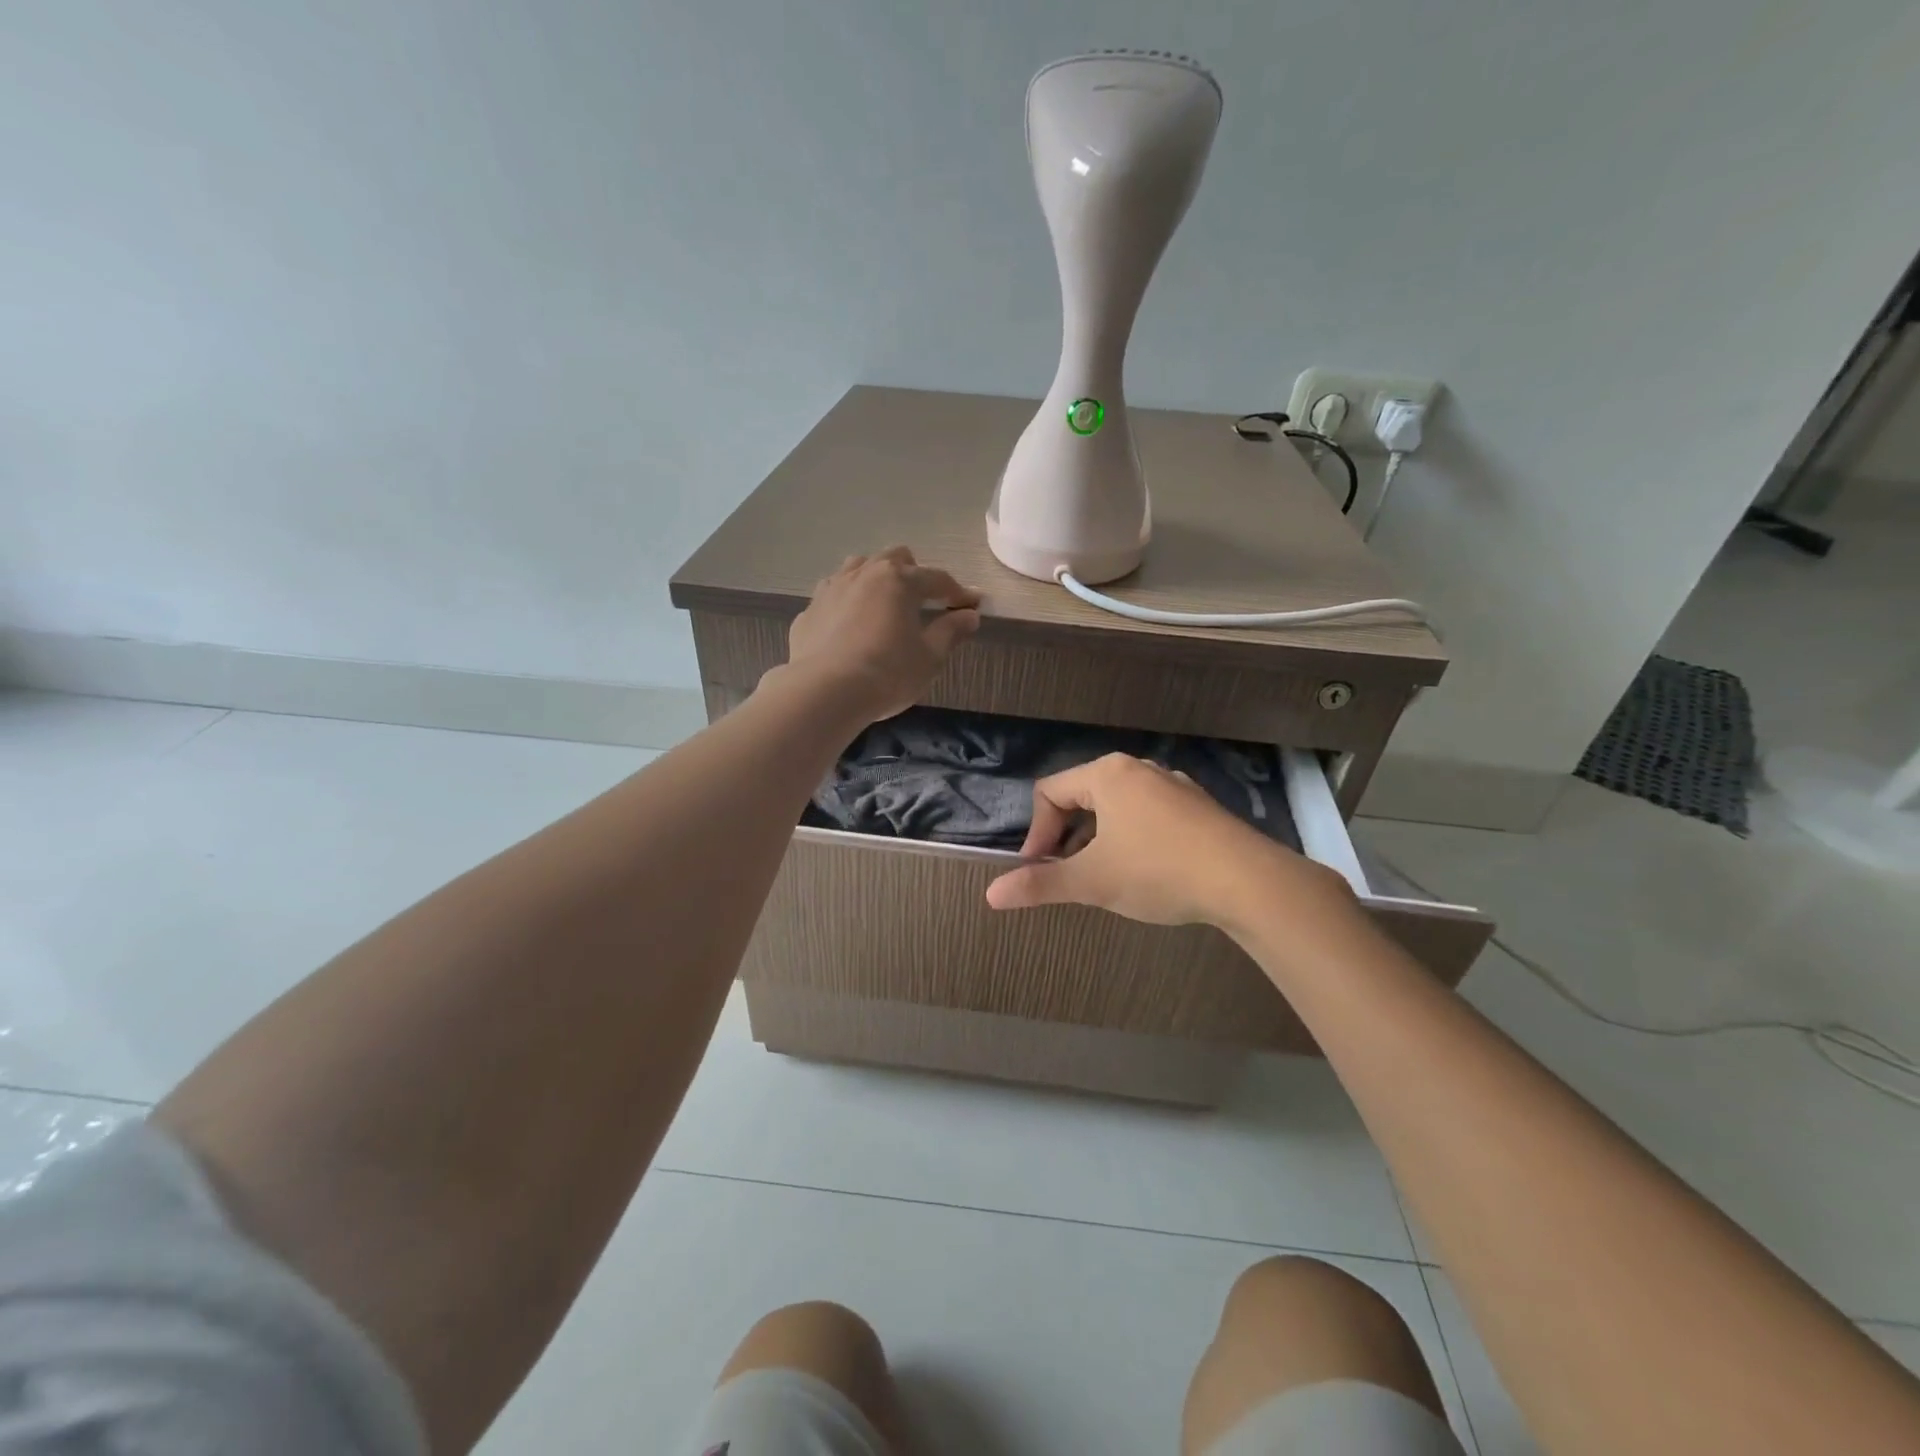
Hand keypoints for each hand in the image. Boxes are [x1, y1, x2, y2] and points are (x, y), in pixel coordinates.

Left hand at [784, 546, 981, 723]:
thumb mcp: (929, 657)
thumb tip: (970, 615)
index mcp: (899, 580)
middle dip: (913, 573)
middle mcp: (864, 574)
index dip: (957, 592)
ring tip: (882, 604)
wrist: (824, 692)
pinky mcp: (809, 611)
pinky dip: (847, 602)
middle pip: (894, 558)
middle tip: (923, 600)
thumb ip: (950, 632)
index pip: (937, 579)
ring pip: (858, 567)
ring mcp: (831, 589)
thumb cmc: (888, 673)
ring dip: (875, 578)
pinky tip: (849, 626)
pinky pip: (833, 595)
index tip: (972, 605)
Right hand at [983, 753, 1355, 933]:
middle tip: (1068, 874)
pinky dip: (1132, 837)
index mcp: (1107, 774)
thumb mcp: (1092, 881)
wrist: (1247, 880)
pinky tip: (1146, 871)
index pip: (1050, 792)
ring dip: (1098, 839)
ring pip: (1117, 807)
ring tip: (1104, 875)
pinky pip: (1148, 814)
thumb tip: (991, 894)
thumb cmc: (1158, 870)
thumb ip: (1040, 885)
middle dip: (1067, 836)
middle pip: (1083, 796)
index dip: (1036, 833)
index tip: (1038, 870)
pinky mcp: (1198, 806)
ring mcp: (1173, 785)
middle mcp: (1138, 769)